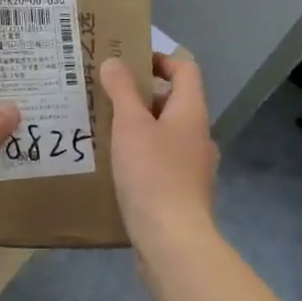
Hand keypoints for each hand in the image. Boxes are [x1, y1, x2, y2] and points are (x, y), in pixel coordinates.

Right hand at [100, 53, 219, 263]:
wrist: (172, 241)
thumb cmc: (152, 173)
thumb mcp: (130, 125)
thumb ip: (122, 90)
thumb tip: (114, 61)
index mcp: (192, 113)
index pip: (185, 70)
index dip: (159, 59)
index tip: (128, 62)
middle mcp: (198, 136)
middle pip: (173, 102)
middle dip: (140, 96)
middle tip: (105, 95)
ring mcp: (193, 167)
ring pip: (165, 133)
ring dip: (138, 127)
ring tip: (104, 129)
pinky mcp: (182, 193)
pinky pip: (161, 161)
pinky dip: (140, 155)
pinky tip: (115, 166)